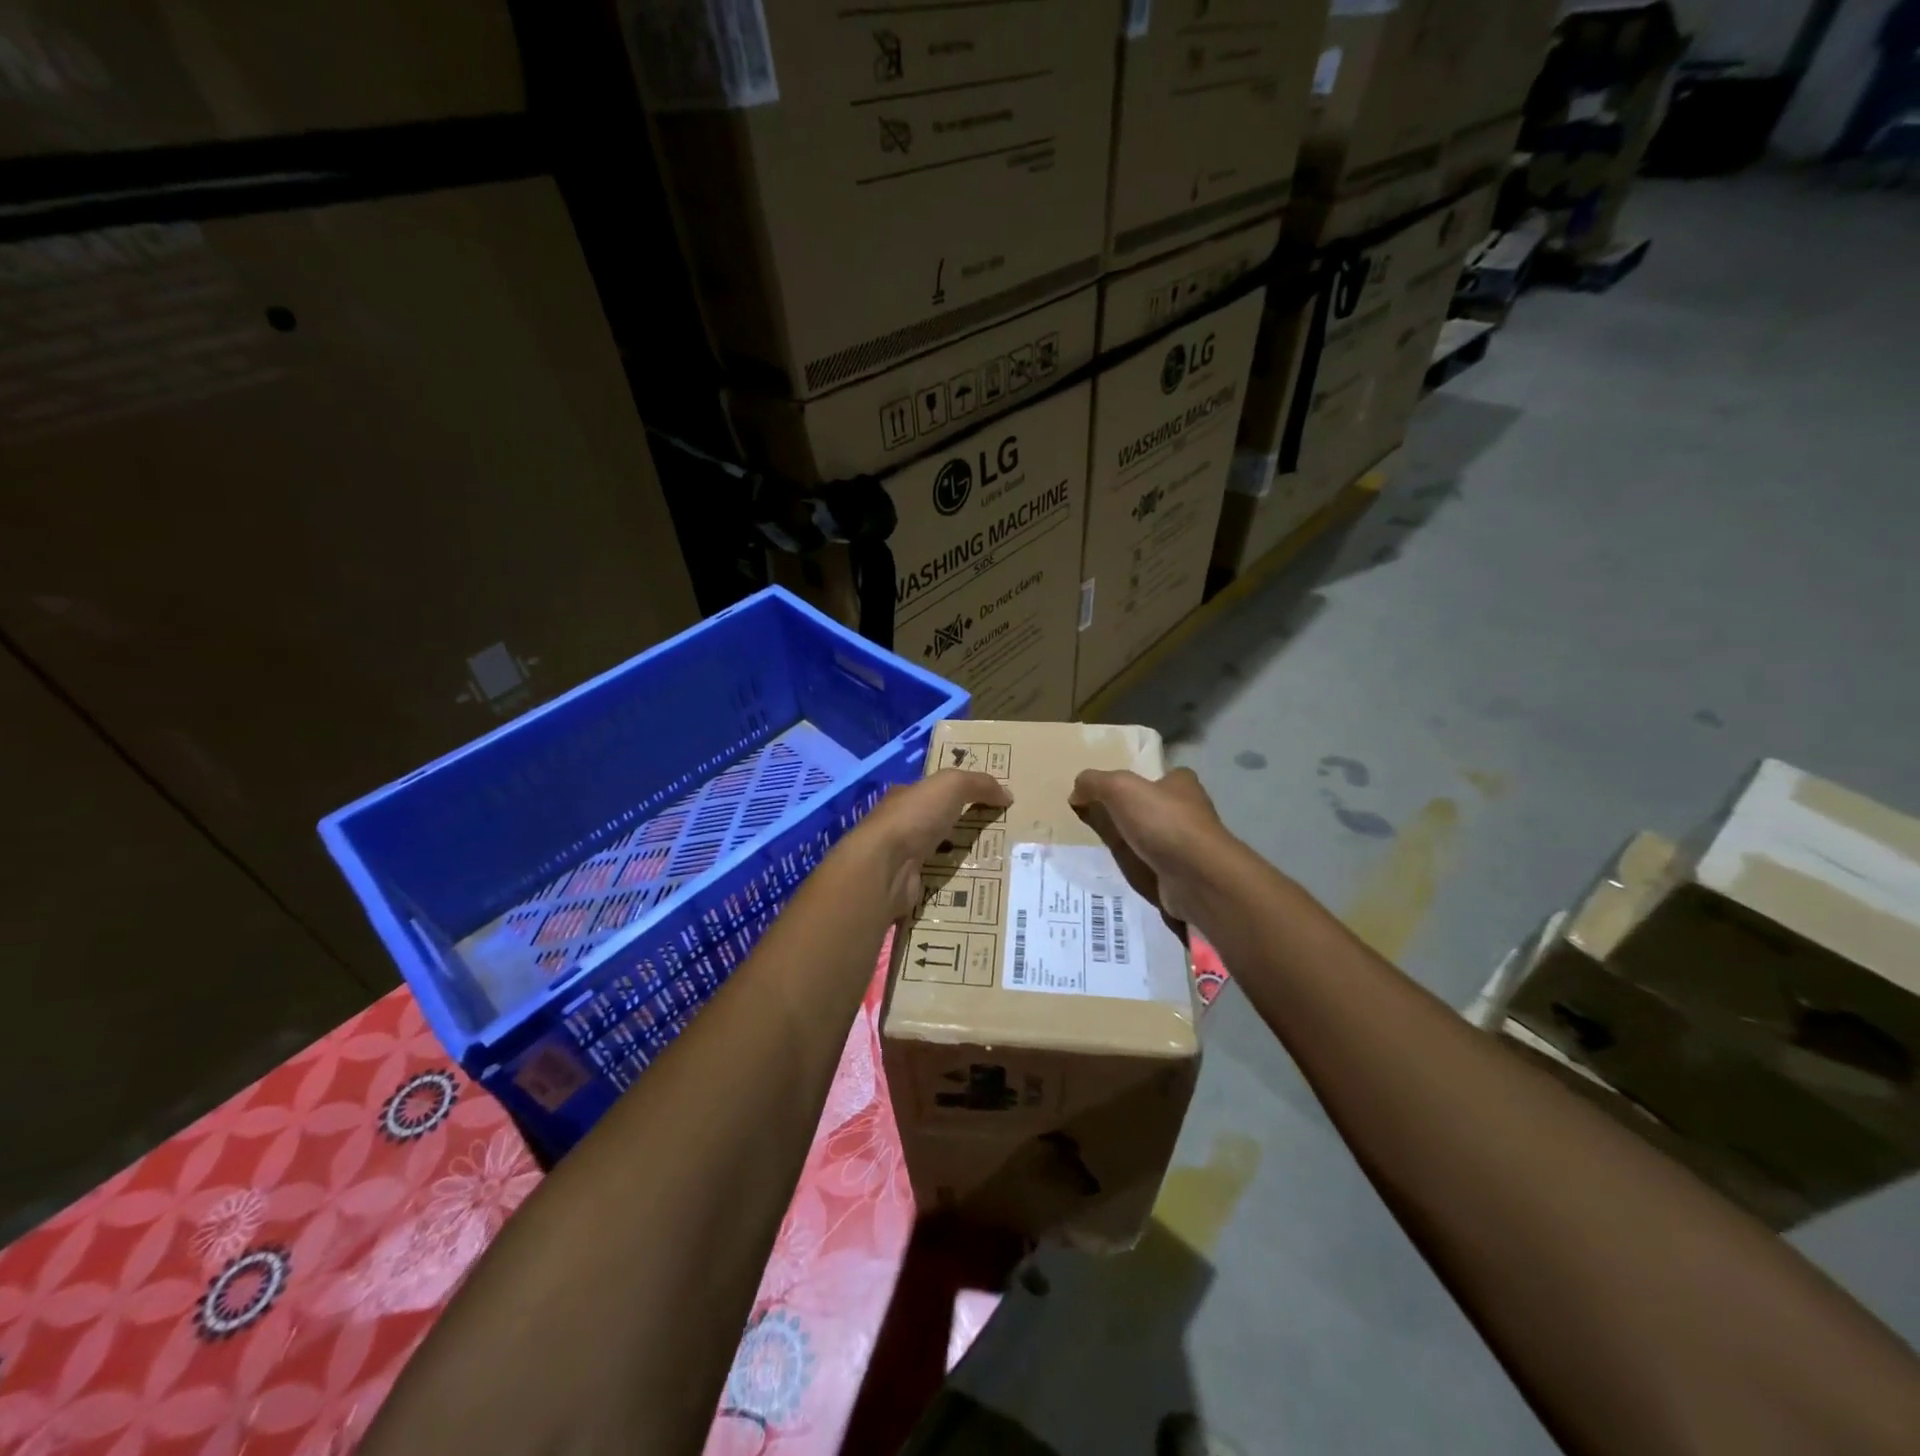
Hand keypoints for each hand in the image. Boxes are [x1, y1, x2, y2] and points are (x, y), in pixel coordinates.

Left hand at [852, 769, 1011, 920]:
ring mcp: (902, 858)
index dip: (958, 794)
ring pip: (938, 854)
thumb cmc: (915, 817)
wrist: (885, 868)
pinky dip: (954, 883)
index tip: (986, 803)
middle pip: (936, 824)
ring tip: (996, 863)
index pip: (933, 792)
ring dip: (960, 857)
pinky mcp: (908, 886)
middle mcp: (900, 825)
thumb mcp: (951, 785)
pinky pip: (938, 881)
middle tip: (998, 835)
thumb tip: (1007, 794)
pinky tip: (977, 885)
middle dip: (962, 828)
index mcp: (905, 797)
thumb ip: (979, 784)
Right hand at [1069, 767, 1235, 927]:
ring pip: (1154, 840)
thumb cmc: (1162, 822)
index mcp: (1182, 783)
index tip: (1109, 795)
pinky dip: (1140, 869)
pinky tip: (1121, 872)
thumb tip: (1076, 792)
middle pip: (1153, 809)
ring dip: (1133, 845)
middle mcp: (1191, 812)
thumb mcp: (1119, 788)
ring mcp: (1190, 846)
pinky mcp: (1185, 875)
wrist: (1197, 877)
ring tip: (1102, 850)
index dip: (1135, 783)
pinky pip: (1155, 867)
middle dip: (1130, 816)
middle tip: (1097, 823)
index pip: (1158, 777)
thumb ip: (1094, 783)